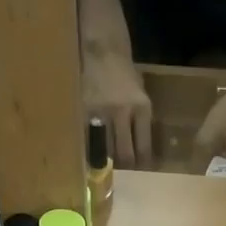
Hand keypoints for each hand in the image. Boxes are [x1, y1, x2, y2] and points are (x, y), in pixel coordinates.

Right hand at [82, 46, 153, 168]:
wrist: (101, 48)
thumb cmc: (123, 73)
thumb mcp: (140, 95)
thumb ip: (140, 121)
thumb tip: (139, 151)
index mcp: (142, 108)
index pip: (143, 149)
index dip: (142, 166)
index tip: (140, 175)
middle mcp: (123, 111)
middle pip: (125, 155)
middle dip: (123, 169)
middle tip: (121, 177)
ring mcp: (100, 112)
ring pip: (104, 150)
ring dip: (104, 161)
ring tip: (103, 168)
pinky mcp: (82, 111)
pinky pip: (86, 138)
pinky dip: (88, 148)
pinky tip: (87, 153)